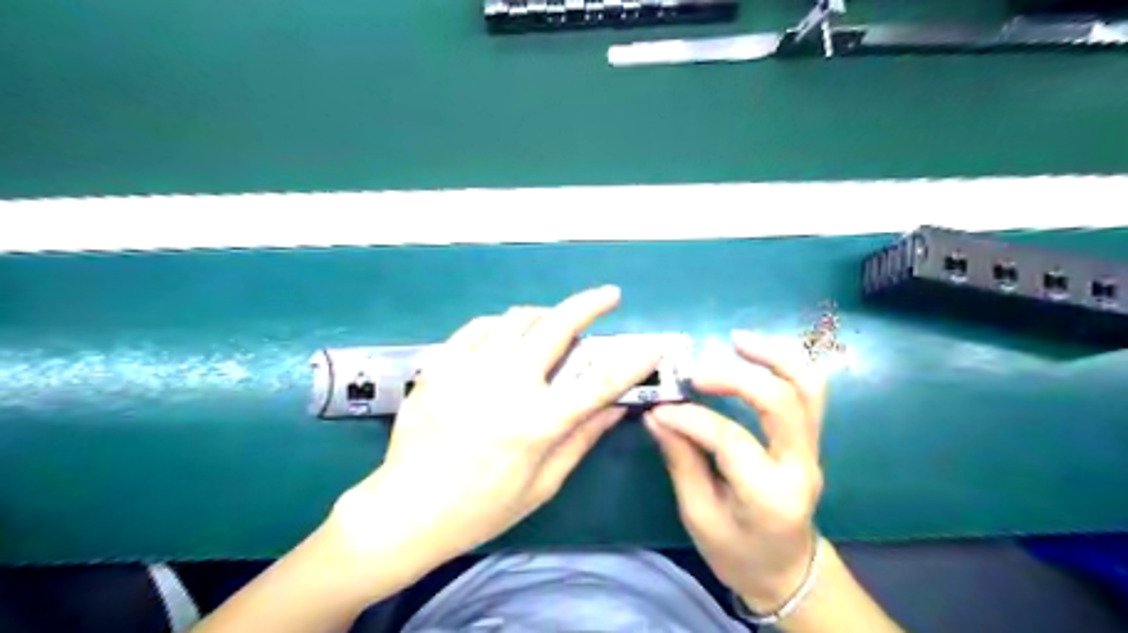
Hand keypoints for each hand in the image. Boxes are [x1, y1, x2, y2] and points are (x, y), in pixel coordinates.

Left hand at [331, 286, 662, 572]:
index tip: (653, 345)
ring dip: (545, 314)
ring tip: (554, 322)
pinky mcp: (440, 366)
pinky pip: (478, 327)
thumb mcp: (541, 486)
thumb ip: (581, 440)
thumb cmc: (480, 508)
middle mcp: (507, 386)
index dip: (633, 361)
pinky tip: (506, 335)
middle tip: (607, 295)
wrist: (406, 509)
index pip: (599, 382)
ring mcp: (470, 370)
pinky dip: (501, 325)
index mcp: (537, 423)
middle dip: (590, 304)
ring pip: (518, 318)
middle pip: (557, 327)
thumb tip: (616, 409)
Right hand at [642, 330, 826, 613]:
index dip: (691, 418)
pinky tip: (755, 353)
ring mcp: (813, 448)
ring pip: (807, 386)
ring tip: (736, 339)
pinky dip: (786, 364)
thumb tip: (656, 414)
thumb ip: (681, 460)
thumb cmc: (738, 552)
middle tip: (695, 372)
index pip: (730, 439)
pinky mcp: (811, 437)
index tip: (659, 409)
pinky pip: (809, 390)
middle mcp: (800, 465)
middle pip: (780, 401)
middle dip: (735, 377)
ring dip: (773, 356)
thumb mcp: (699, 515)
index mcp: (769, 495)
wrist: (788, 570)